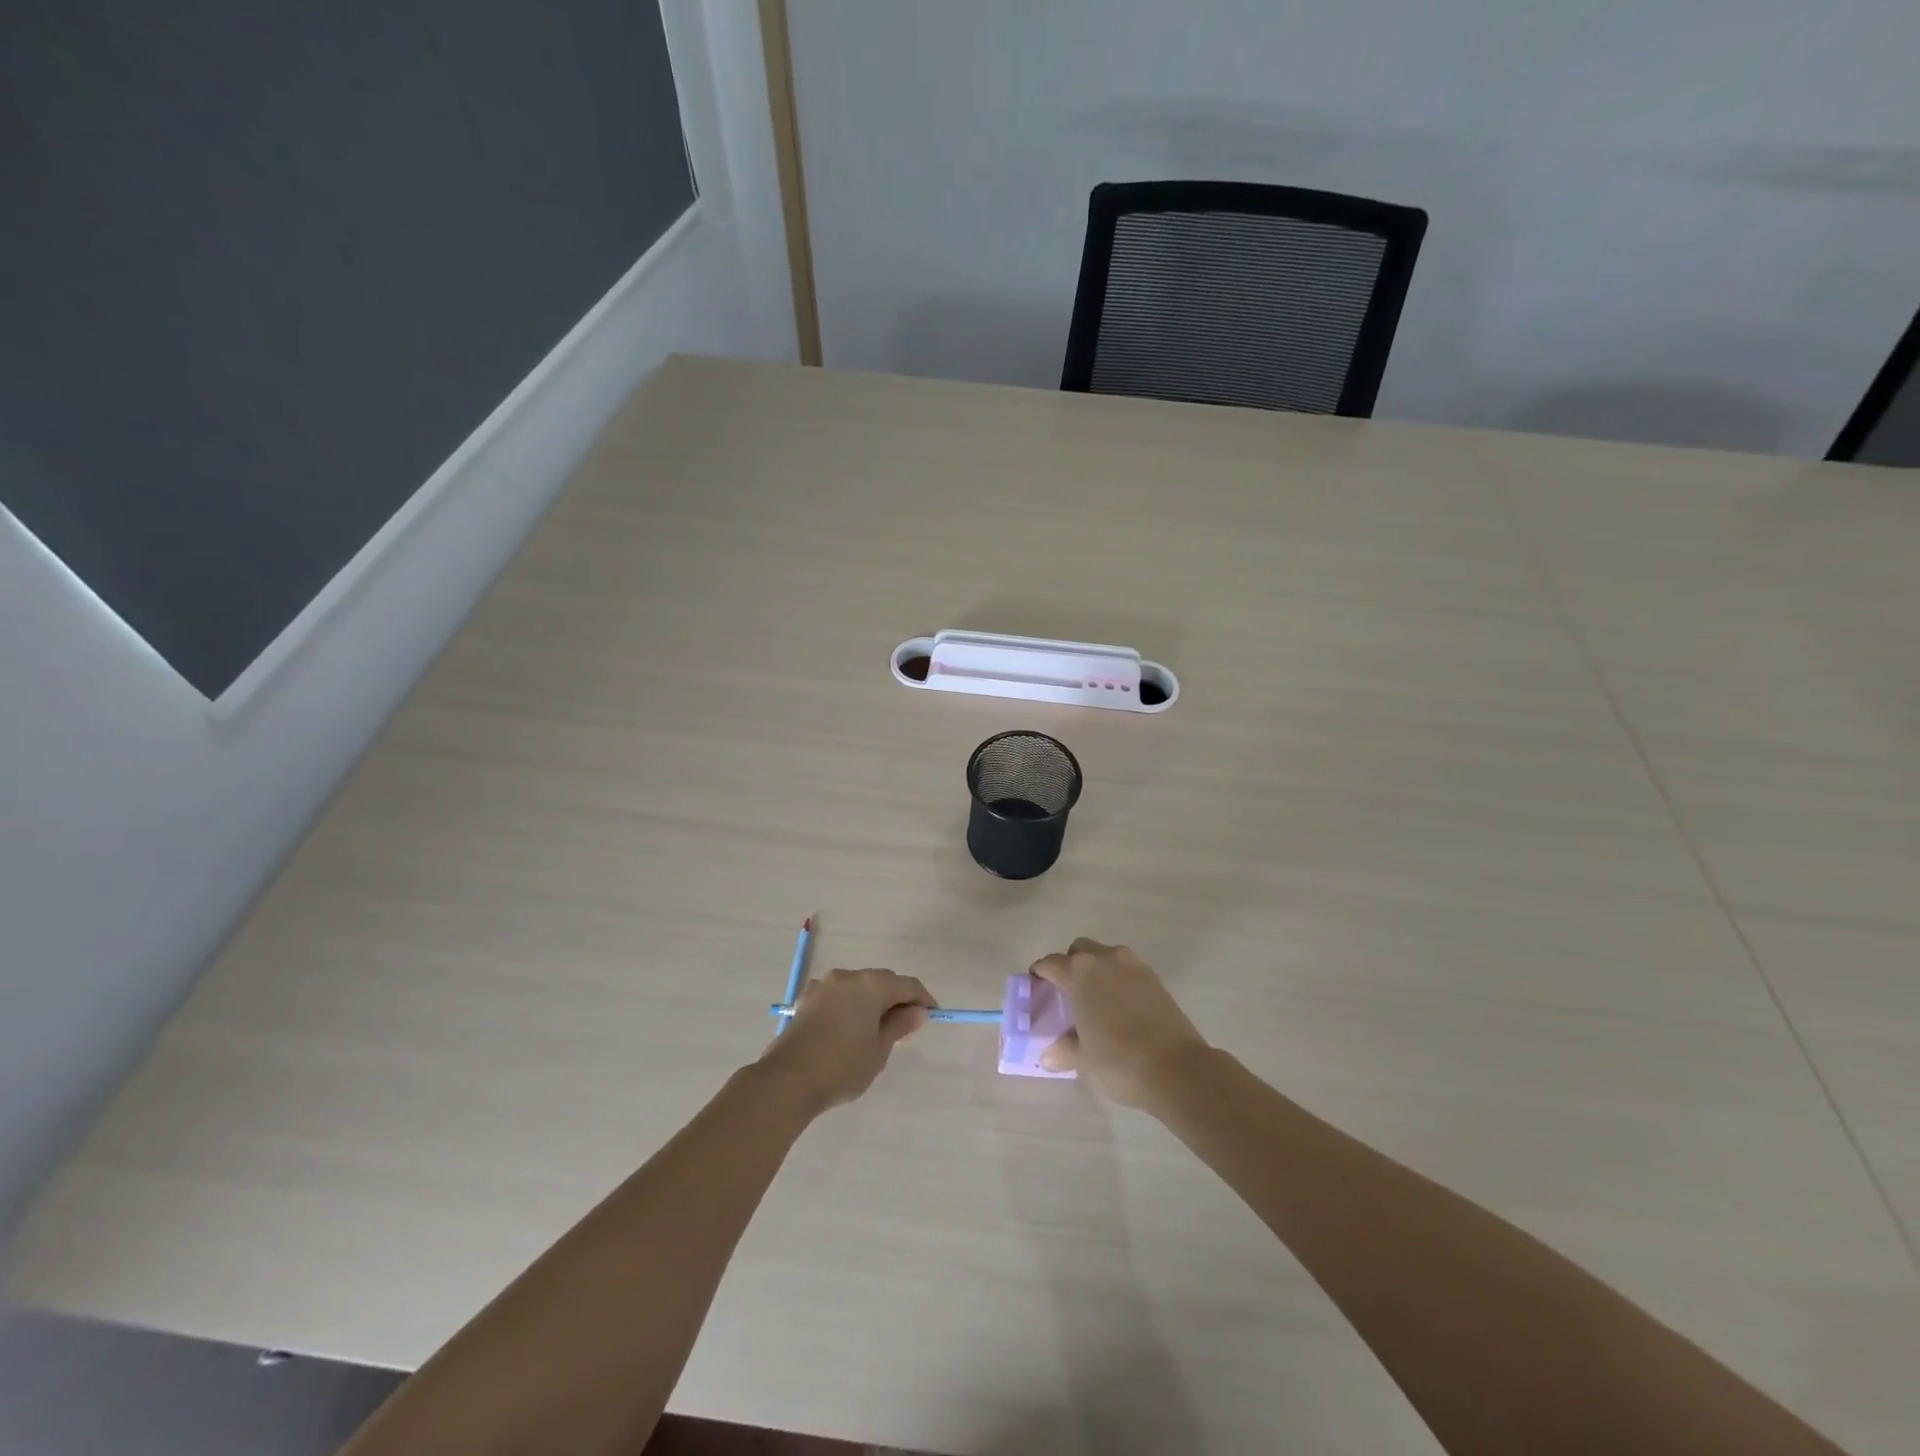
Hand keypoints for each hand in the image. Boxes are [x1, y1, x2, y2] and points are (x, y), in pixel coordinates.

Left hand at [757, 968, 934, 1113]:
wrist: (787, 1080)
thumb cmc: (842, 1066)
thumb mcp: (879, 1050)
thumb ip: (899, 1025)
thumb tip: (918, 1011)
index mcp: (870, 985)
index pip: (907, 984)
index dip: (923, 999)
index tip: (931, 1016)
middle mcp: (847, 977)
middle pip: (882, 981)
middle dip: (896, 999)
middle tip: (906, 1026)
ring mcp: (824, 985)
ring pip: (858, 987)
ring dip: (872, 1001)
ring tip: (877, 1029)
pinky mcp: (807, 999)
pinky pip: (838, 995)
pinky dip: (850, 1005)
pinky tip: (850, 1028)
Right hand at [1030, 938, 1210, 1108]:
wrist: (1177, 1069)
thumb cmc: (1118, 1060)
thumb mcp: (1083, 1059)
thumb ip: (1063, 1050)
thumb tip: (1050, 1054)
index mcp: (1080, 972)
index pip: (1050, 963)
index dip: (1039, 975)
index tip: (1035, 988)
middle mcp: (1106, 960)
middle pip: (1080, 951)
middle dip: (1069, 966)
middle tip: (1066, 994)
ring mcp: (1134, 967)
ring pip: (1106, 957)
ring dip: (1097, 971)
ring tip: (1095, 1002)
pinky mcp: (1156, 980)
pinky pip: (1128, 971)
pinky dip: (1118, 982)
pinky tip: (1119, 1009)